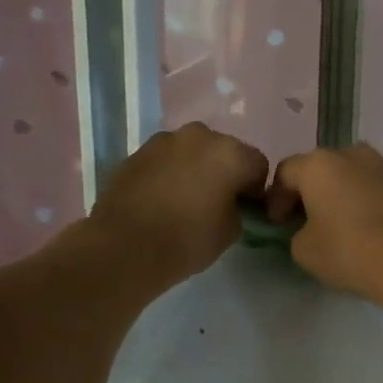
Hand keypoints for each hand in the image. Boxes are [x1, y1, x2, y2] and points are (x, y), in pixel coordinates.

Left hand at [89, 123, 268, 286]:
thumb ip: (238, 209)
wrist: (124, 247)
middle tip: (216, 202)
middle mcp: (200, 136)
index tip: (245, 210)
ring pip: (192, 152)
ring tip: (184, 200)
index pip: (258, 165)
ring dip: (195, 169)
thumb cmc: (187, 240)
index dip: (255, 189)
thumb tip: (230, 203)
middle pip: (224, 151)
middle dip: (224, 172)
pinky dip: (169, 173)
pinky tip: (160, 199)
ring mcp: (165, 140)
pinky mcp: (137, 152)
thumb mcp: (231, 231)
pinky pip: (165, 159)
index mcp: (230, 153)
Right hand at [267, 144, 382, 301]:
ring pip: (355, 174)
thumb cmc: (349, 251)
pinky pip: (380, 186)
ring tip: (345, 222)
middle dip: (312, 191)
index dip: (276, 198)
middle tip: (308, 220)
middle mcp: (353, 153)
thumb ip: (298, 232)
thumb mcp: (304, 250)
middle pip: (322, 168)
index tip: (279, 223)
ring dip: (344, 192)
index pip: (286, 172)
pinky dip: (371, 200)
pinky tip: (374, 227)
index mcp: (319, 164)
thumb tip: (310, 229)